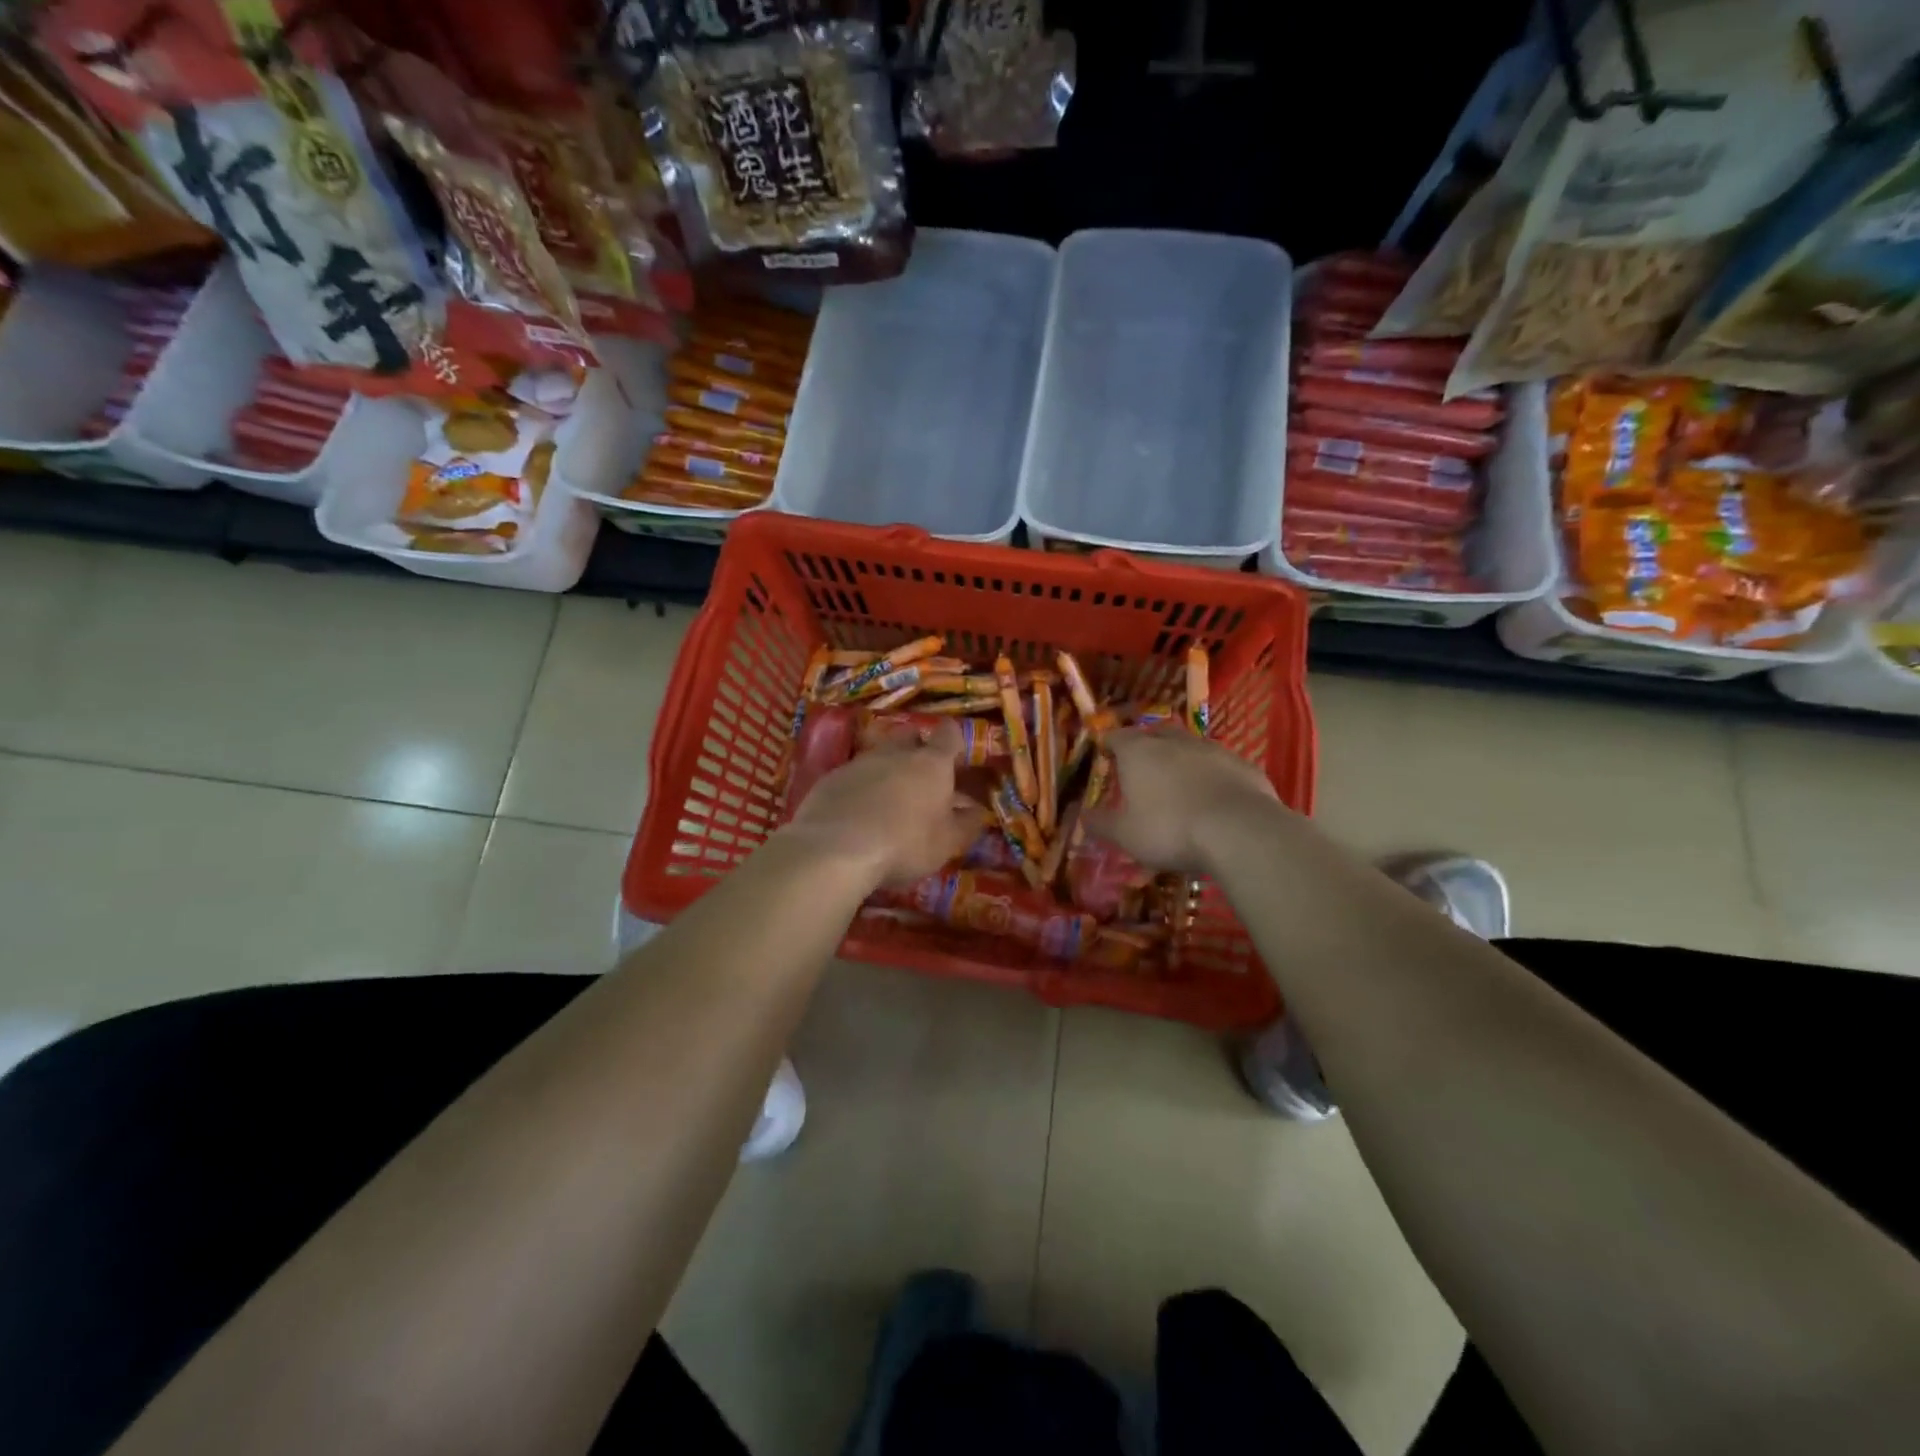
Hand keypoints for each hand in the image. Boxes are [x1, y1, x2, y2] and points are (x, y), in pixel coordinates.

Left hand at [783, 719, 984, 887]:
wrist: (836, 849)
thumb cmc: (904, 845)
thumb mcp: (946, 843)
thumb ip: (966, 824)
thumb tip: (978, 811)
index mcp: (932, 764)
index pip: (949, 734)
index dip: (954, 740)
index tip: (955, 755)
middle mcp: (896, 753)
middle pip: (910, 735)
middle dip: (917, 748)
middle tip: (921, 776)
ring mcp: (860, 762)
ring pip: (878, 754)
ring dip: (886, 769)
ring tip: (887, 798)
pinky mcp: (831, 777)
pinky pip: (852, 774)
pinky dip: (859, 786)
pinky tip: (856, 811)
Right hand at [1083, 728, 1281, 874]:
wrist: (1239, 831)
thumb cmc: (1170, 829)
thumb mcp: (1126, 835)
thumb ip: (1102, 824)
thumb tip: (1083, 816)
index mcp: (1139, 752)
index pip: (1117, 736)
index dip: (1109, 744)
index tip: (1106, 755)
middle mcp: (1174, 741)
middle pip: (1155, 733)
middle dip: (1147, 745)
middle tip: (1142, 765)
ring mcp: (1212, 749)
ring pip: (1190, 745)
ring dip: (1182, 758)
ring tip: (1179, 781)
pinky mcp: (1243, 765)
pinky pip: (1220, 764)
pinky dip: (1212, 774)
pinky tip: (1214, 796)